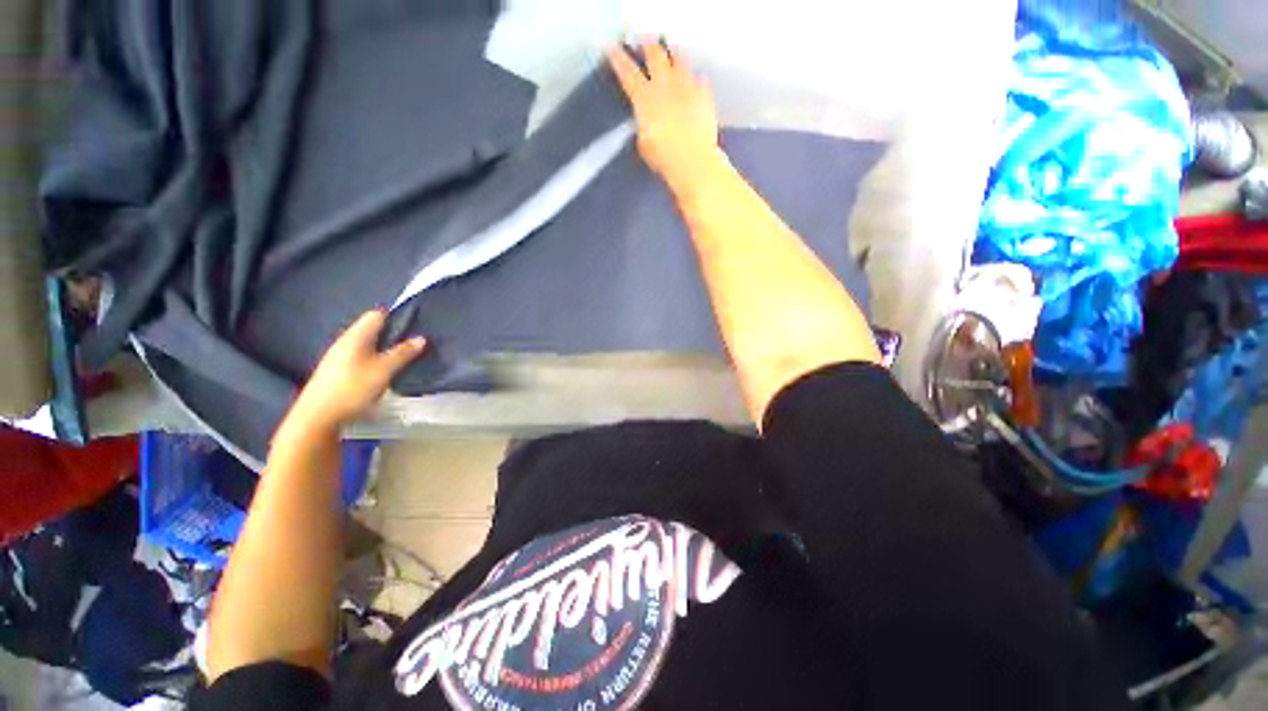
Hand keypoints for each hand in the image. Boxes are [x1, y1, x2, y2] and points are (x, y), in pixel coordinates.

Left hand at [288, 309, 425, 432]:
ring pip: (367, 344)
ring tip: (404, 355)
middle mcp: (345, 342)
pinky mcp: (337, 371)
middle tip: (415, 341)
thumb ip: (403, 353)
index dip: (396, 316)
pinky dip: (376, 358)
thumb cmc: (353, 388)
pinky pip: (361, 356)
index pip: (377, 315)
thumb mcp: (384, 369)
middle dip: (393, 333)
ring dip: (385, 347)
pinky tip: (385, 369)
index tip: (416, 323)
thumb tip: (421, 338)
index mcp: (355, 336)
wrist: (318, 416)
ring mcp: (338, 357)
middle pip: (371, 329)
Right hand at [607, 42, 720, 191]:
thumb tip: (646, 123)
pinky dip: (694, 78)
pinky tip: (693, 82)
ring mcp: (686, 86)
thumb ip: (643, 127)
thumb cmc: (665, 158)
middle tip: (644, 41)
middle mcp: (664, 85)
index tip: (612, 48)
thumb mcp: (644, 144)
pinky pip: (699, 77)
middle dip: (647, 44)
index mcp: (644, 98)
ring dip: (672, 53)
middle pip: (654, 52)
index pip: (626, 72)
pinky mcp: (704, 94)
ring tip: (670, 52)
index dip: (618, 58)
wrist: (693, 161)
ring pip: (678, 57)